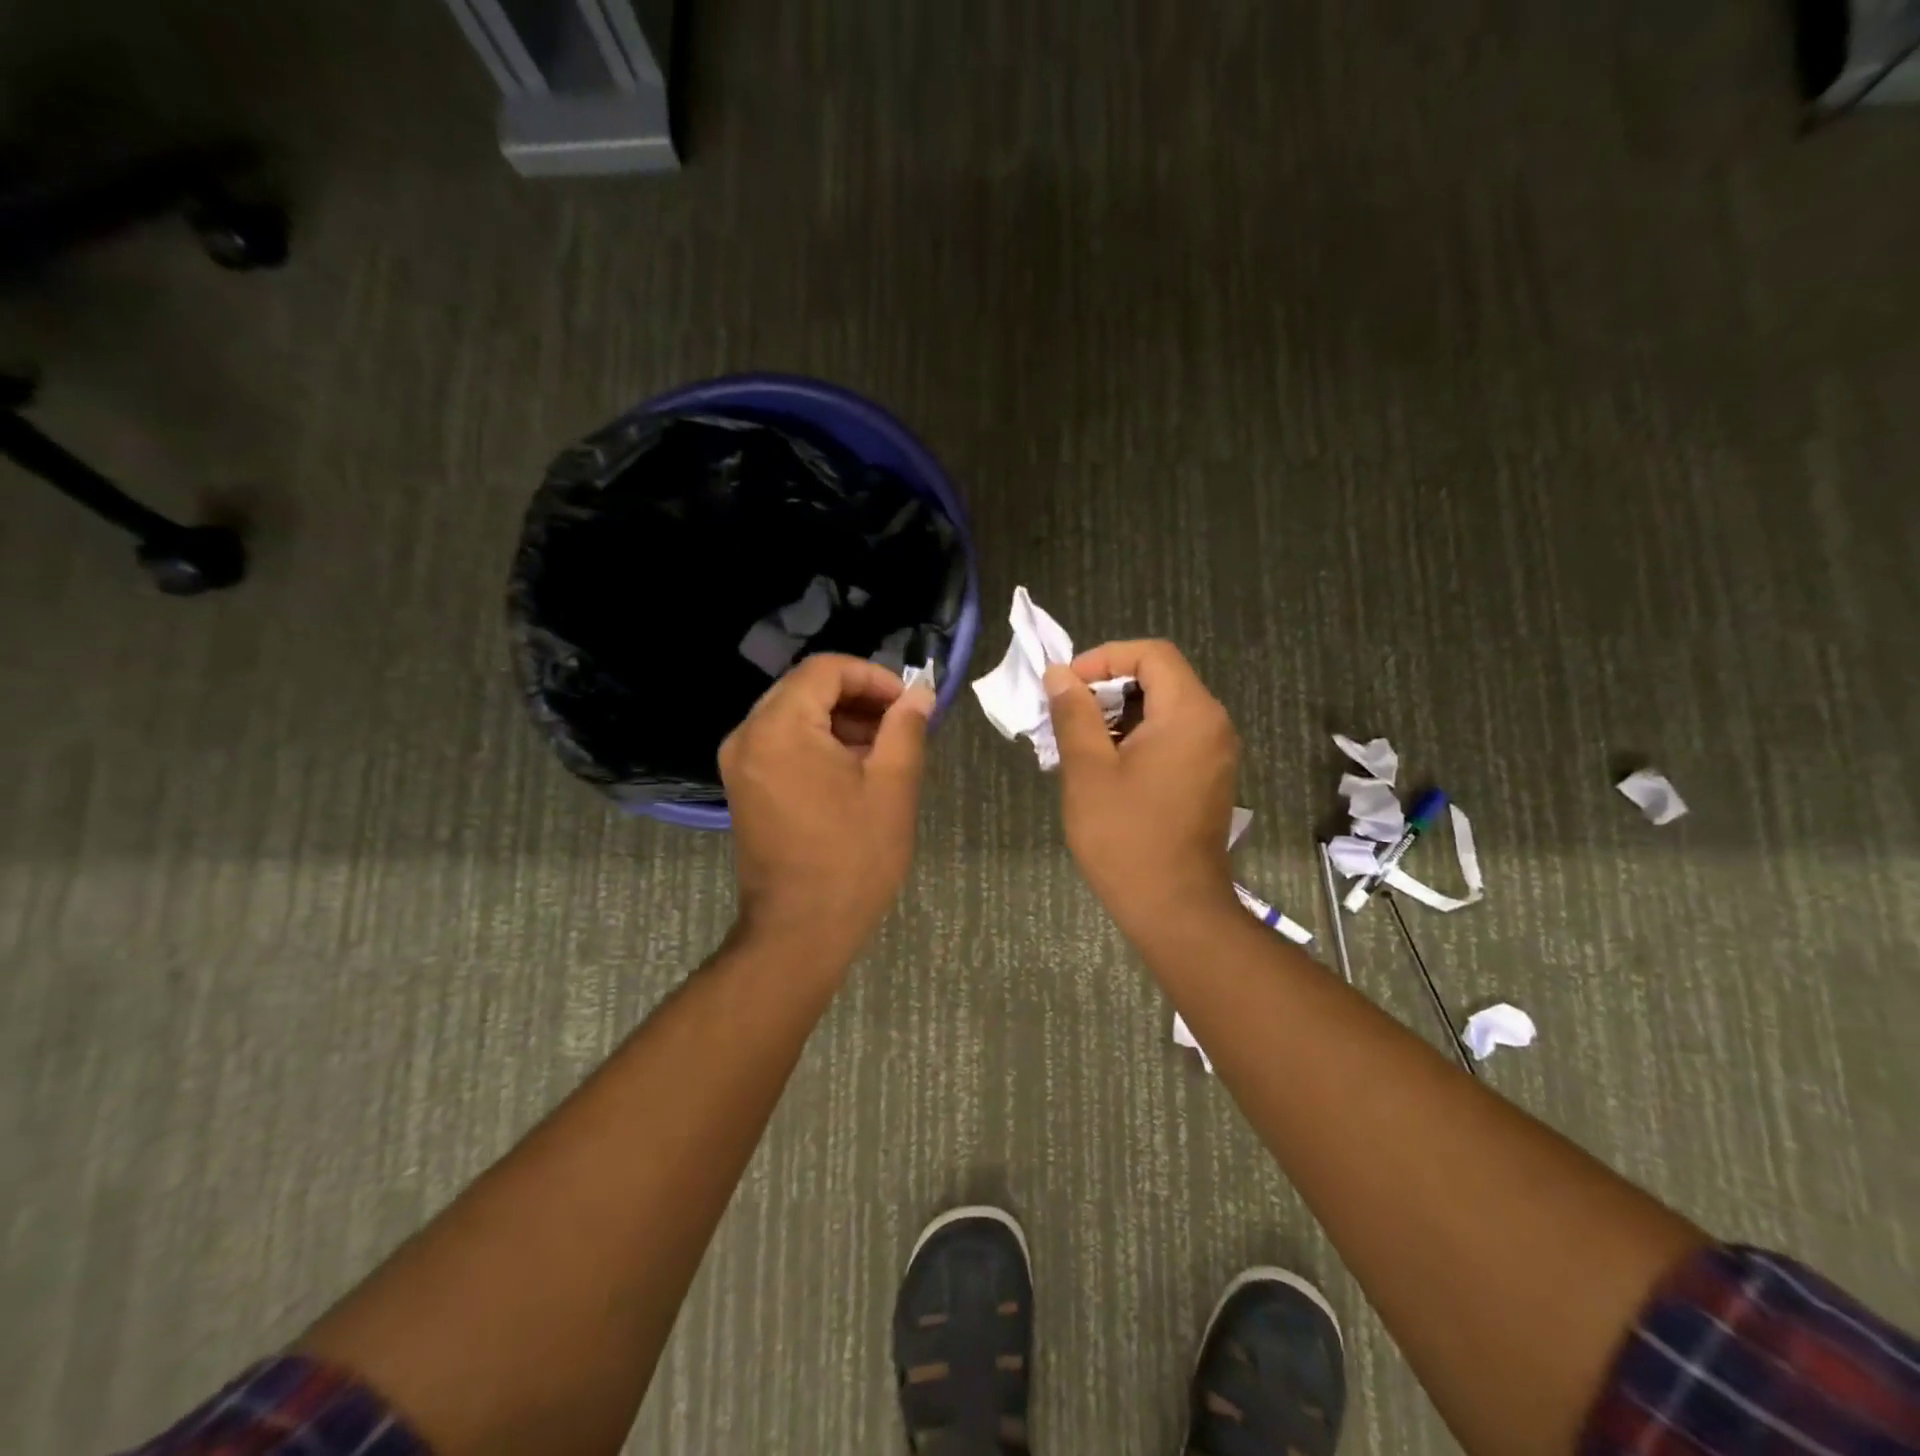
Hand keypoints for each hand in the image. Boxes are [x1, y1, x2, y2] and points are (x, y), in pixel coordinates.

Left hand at [719, 654, 934, 971]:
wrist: (800, 931)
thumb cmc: (852, 857)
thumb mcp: (892, 786)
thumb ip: (906, 728)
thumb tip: (919, 695)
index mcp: (780, 727)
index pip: (826, 669)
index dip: (873, 676)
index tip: (908, 704)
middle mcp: (748, 735)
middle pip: (806, 688)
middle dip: (858, 698)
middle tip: (901, 724)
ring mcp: (740, 762)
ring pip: (795, 714)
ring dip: (840, 720)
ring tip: (884, 749)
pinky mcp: (744, 786)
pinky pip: (783, 743)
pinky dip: (819, 743)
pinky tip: (853, 770)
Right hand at [1044, 641, 1240, 939]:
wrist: (1175, 908)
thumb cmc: (1126, 837)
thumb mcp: (1088, 770)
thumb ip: (1074, 714)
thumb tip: (1059, 675)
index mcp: (1189, 713)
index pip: (1151, 653)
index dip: (1104, 658)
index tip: (1067, 686)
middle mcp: (1212, 723)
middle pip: (1159, 678)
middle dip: (1108, 687)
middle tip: (1067, 716)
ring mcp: (1215, 752)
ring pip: (1163, 709)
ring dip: (1119, 715)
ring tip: (1079, 743)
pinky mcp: (1208, 777)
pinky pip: (1172, 736)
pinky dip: (1137, 737)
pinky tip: (1104, 766)